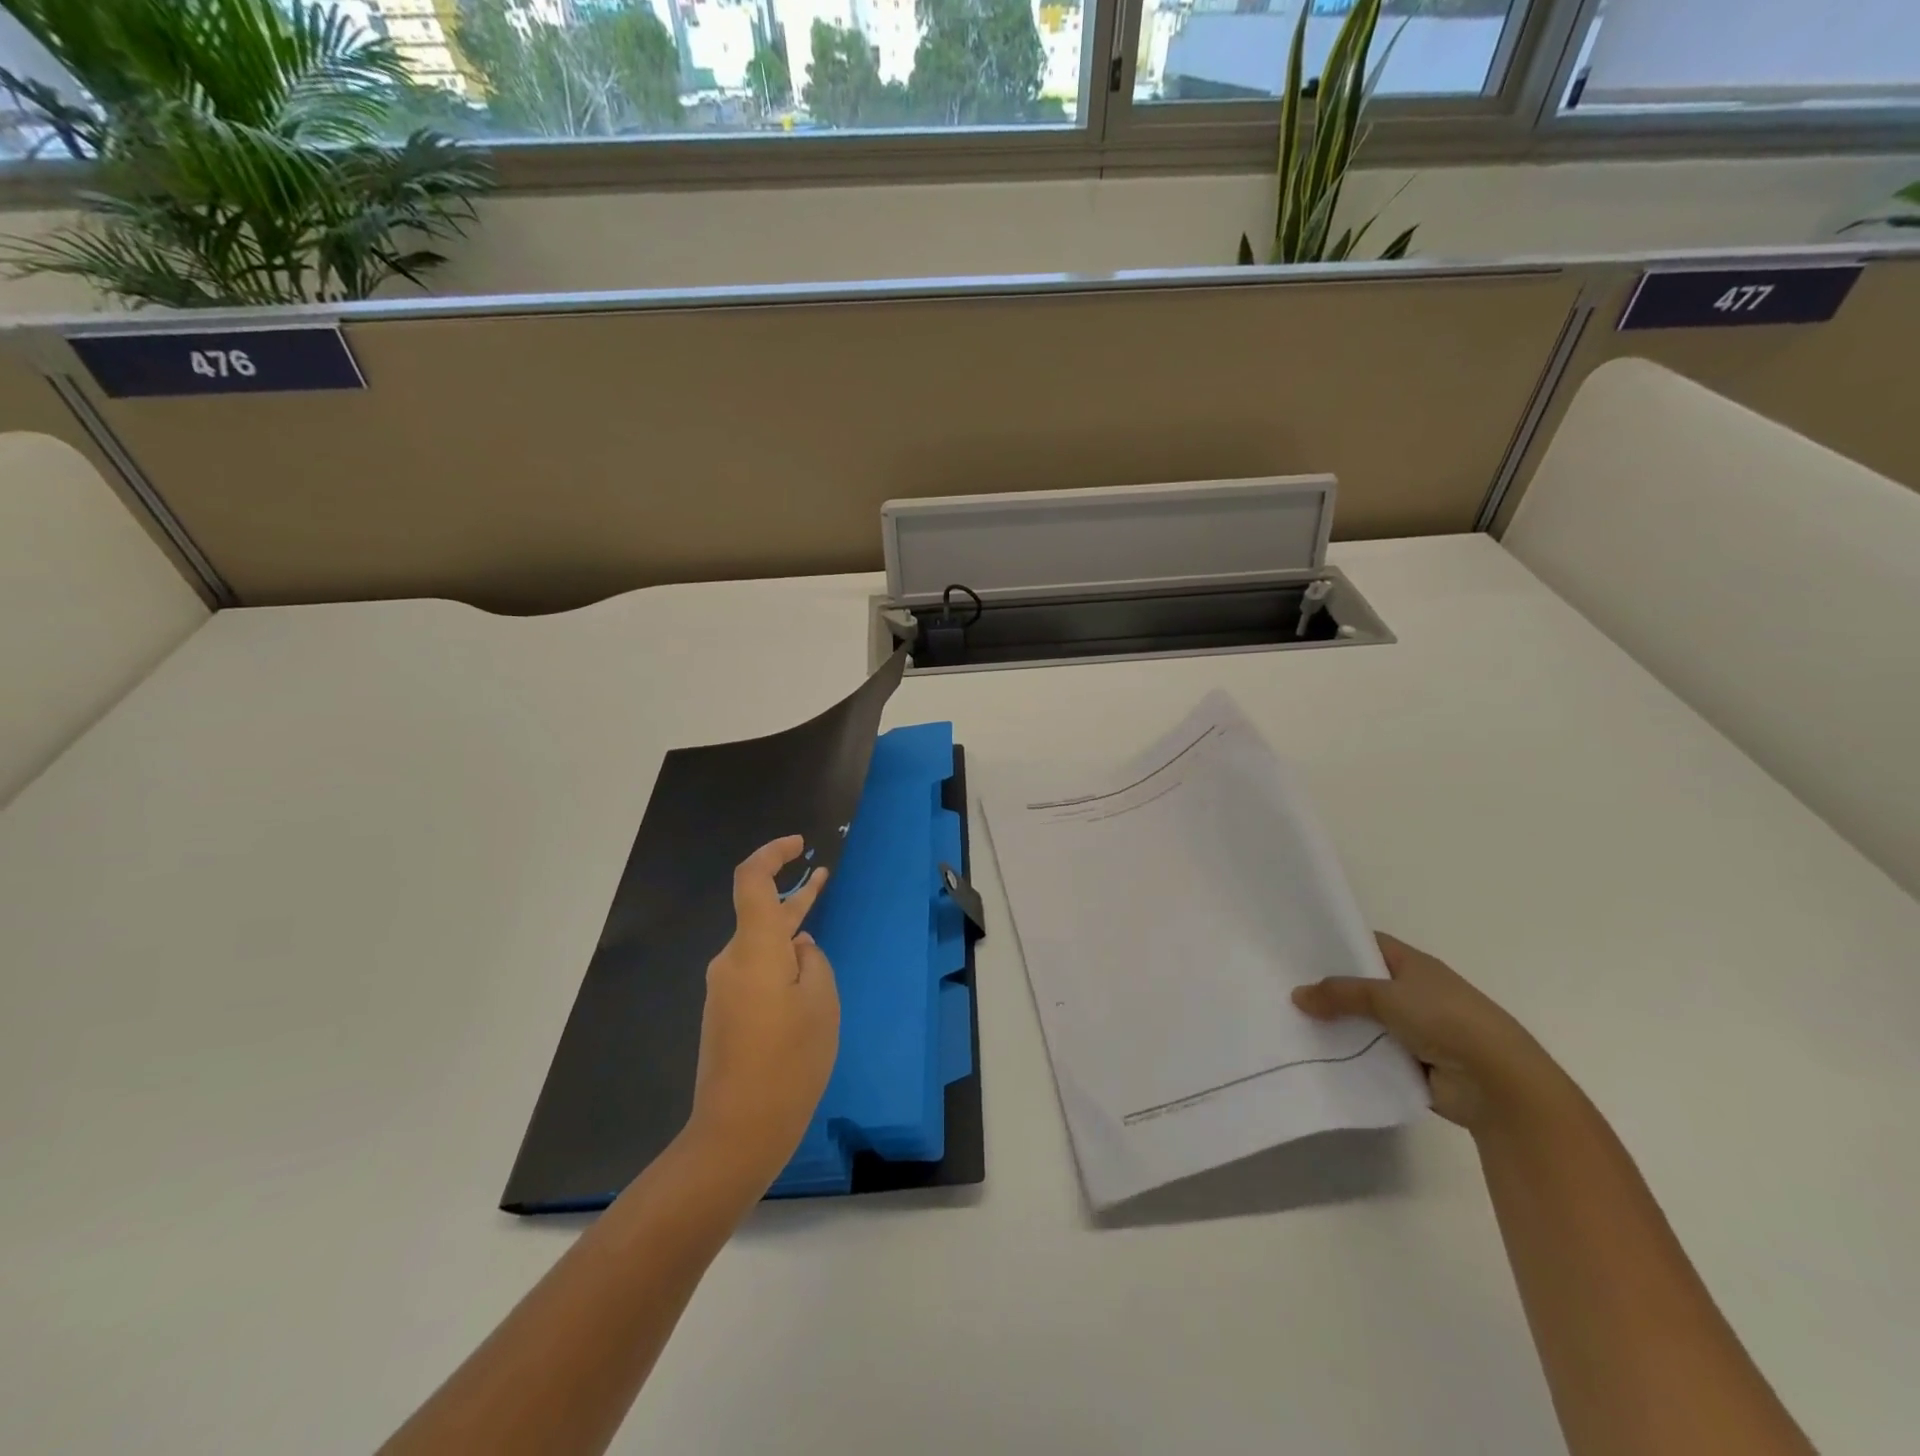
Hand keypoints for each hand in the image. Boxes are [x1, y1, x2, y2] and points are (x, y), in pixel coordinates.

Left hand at [687, 837, 840, 1189]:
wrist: (736, 1132)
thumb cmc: (789, 1062)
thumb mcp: (821, 1004)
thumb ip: (813, 962)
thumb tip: (799, 948)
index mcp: (754, 949)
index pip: (752, 881)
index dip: (772, 854)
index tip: (798, 845)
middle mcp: (731, 961)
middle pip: (759, 913)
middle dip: (794, 896)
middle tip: (824, 877)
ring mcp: (724, 989)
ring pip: (760, 945)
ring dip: (789, 933)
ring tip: (819, 932)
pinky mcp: (725, 1013)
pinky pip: (755, 971)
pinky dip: (780, 962)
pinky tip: (803, 980)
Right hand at [1292, 933, 1565, 1132]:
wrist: (1498, 1085)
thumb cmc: (1446, 1020)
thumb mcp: (1386, 996)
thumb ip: (1339, 993)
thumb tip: (1297, 995)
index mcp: (1413, 965)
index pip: (1367, 945)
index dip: (1335, 944)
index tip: (1297, 949)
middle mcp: (1412, 993)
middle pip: (1360, 985)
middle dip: (1327, 988)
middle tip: (1283, 987)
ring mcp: (1412, 1030)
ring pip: (1362, 1022)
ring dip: (1336, 1025)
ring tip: (1289, 1021)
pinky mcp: (1409, 1064)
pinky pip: (1370, 1054)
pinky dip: (1349, 1055)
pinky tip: (1314, 1053)